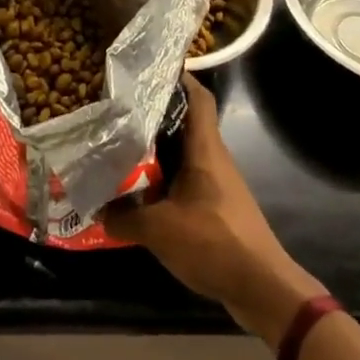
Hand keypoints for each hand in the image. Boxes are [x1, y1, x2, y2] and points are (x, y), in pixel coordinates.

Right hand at [103, 74, 321, 341]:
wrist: (262, 288)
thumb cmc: (214, 242)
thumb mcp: (159, 230)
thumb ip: (124, 217)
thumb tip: (97, 209)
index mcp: (204, 149)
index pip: (197, 97)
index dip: (177, 78)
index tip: (147, 71)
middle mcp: (213, 158)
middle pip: (184, 124)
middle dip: (152, 116)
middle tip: (117, 112)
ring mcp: (217, 184)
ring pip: (182, 154)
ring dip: (155, 152)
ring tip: (120, 149)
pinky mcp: (216, 207)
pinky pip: (185, 181)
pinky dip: (163, 181)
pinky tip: (139, 193)